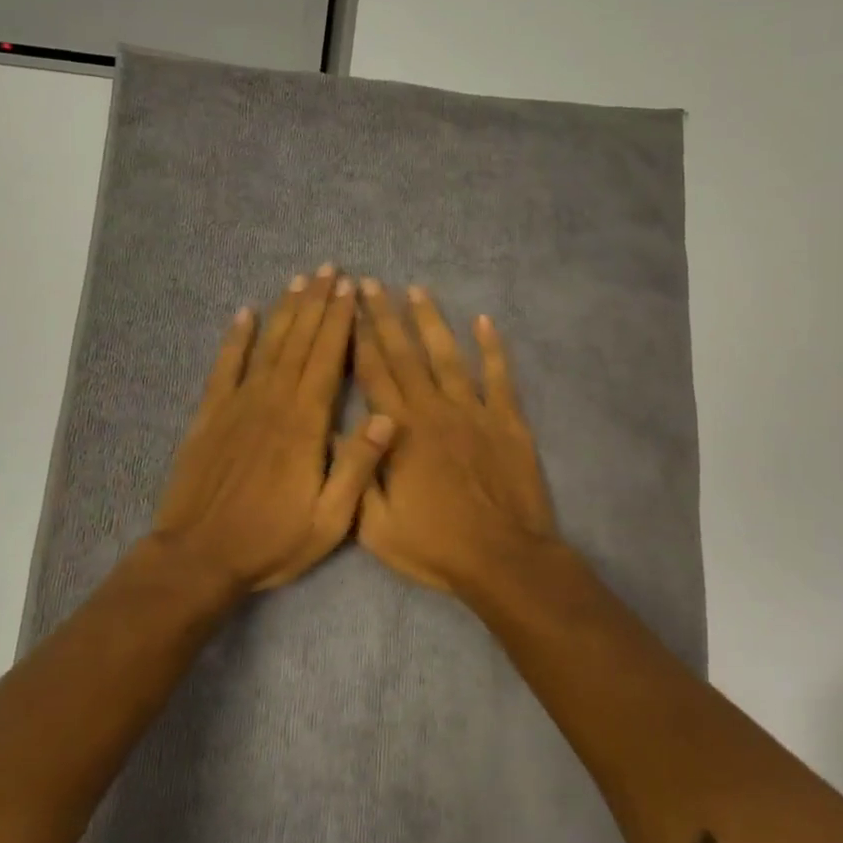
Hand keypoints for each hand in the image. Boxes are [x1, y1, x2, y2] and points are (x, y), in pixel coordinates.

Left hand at [150, 267, 394, 592]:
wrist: (198, 558)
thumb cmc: (271, 541)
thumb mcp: (330, 519)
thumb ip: (357, 466)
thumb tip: (388, 417)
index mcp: (306, 425)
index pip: (328, 360)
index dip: (341, 322)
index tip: (351, 290)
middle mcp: (273, 403)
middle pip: (300, 342)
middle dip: (318, 304)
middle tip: (331, 270)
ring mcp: (237, 405)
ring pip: (268, 346)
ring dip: (285, 311)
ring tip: (300, 280)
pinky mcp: (209, 416)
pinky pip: (224, 367)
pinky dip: (235, 339)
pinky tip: (244, 314)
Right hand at [354, 281, 558, 594]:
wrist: (502, 559)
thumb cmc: (435, 546)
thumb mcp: (375, 527)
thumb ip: (355, 475)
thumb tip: (334, 433)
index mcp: (400, 433)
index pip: (372, 375)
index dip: (356, 339)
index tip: (345, 308)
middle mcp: (434, 410)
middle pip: (405, 355)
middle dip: (385, 317)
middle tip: (370, 283)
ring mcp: (475, 412)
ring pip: (448, 356)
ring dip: (431, 321)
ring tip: (417, 290)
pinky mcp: (508, 421)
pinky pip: (500, 377)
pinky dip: (493, 348)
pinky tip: (484, 321)